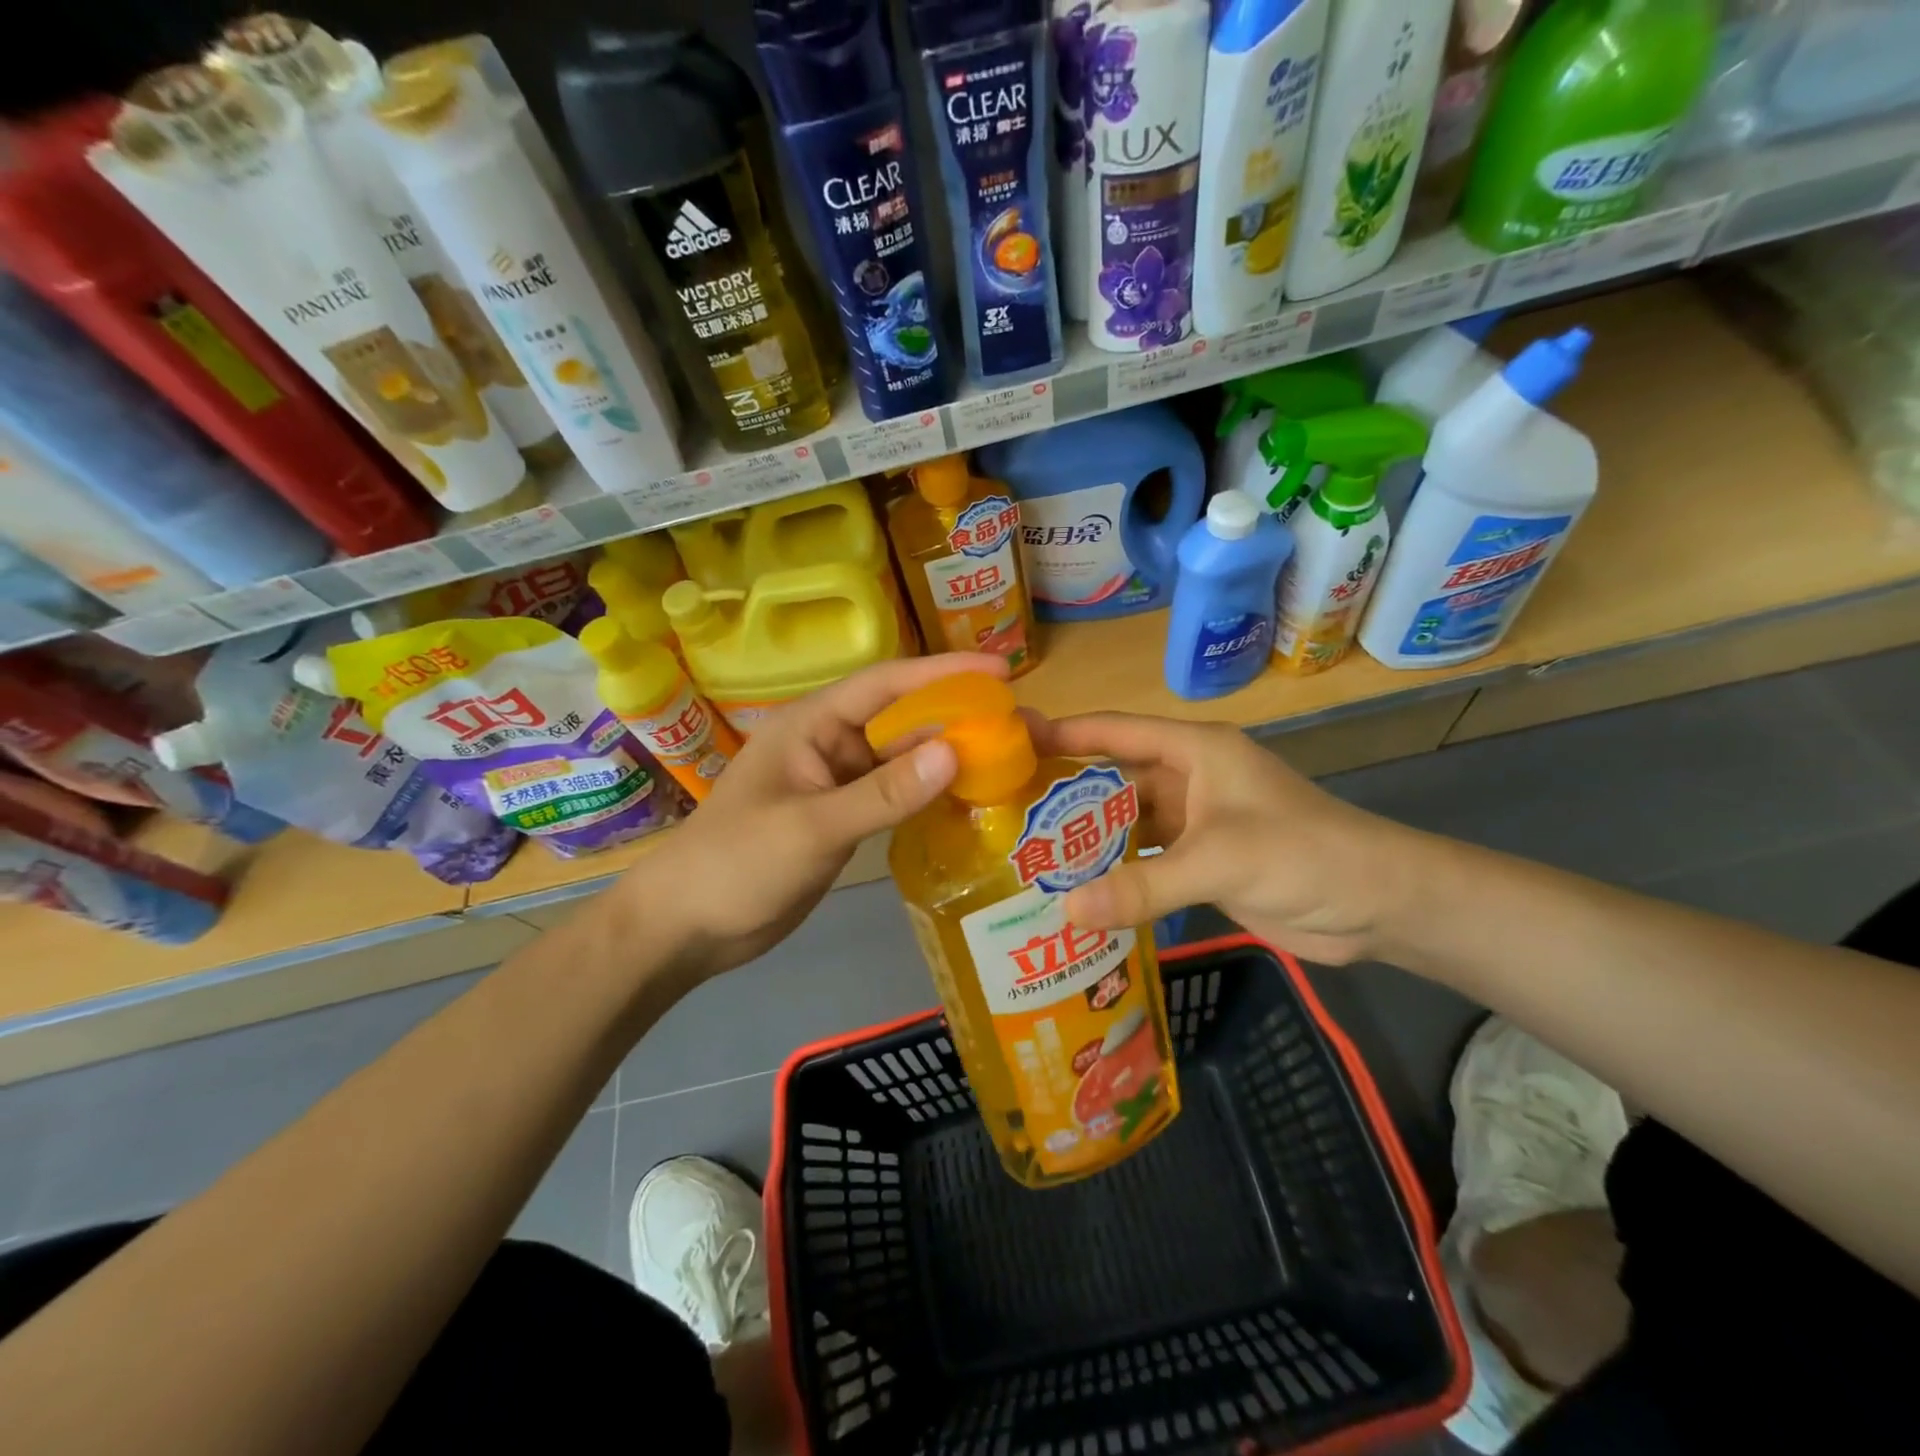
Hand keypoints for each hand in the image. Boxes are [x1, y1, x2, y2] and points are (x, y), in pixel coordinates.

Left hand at [636, 653, 1008, 976]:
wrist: (688, 926)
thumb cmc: (738, 863)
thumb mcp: (813, 827)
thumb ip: (884, 793)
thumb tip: (954, 752)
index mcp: (813, 725)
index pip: (887, 684)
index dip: (944, 672)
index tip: (1001, 671)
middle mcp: (831, 744)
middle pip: (903, 719)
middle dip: (957, 717)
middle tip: (1021, 722)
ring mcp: (838, 782)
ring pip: (903, 759)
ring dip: (948, 757)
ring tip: (1009, 757)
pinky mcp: (845, 818)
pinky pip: (895, 795)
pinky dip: (929, 794)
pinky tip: (969, 799)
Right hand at [1036, 714, 1414, 964]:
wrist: (1378, 904)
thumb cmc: (1303, 854)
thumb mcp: (1219, 861)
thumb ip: (1142, 885)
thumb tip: (1064, 910)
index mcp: (1194, 751)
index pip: (1116, 732)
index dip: (1065, 732)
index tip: (1011, 739)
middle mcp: (1189, 780)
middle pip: (1114, 780)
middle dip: (1066, 796)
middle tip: (1006, 813)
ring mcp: (1195, 823)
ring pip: (1127, 825)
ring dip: (1089, 841)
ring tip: (1030, 857)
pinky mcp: (1202, 863)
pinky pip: (1145, 863)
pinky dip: (1116, 875)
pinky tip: (1079, 893)